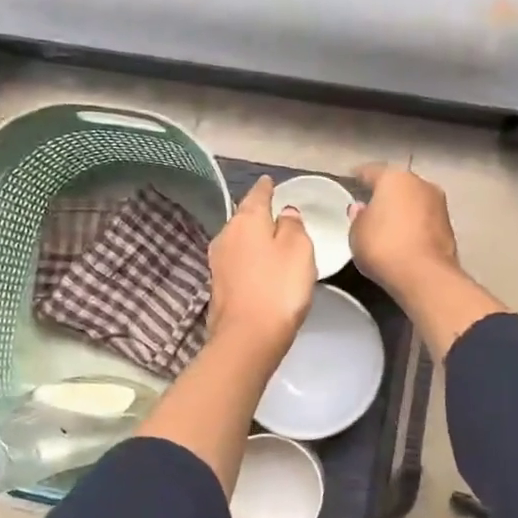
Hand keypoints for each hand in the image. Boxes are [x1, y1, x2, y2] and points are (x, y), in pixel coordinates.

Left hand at [206, 176, 315, 359]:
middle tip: (276, 211)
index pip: (257, 194)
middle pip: (244, 217)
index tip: (269, 181)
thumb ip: (293, 226)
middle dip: (258, 213)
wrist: (247, 337)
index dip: (266, 187)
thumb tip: (285, 213)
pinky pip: (237, 261)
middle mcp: (226, 235)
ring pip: (239, 239)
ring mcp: (218, 261)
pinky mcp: (218, 285)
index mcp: (246, 220)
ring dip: (253, 238)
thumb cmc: (278, 287)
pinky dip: (249, 259)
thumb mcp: (299, 249)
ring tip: (270, 239)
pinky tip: (259, 266)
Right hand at [350, 163, 460, 297]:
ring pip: (414, 201)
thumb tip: (362, 208)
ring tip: (386, 224)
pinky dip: (414, 225)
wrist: (425, 276)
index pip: (371, 171)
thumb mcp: (357, 233)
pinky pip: (424, 219)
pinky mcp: (449, 226)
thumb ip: (358, 217)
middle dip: (385, 193)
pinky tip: (403, 237)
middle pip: (397, 184)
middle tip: (369, 205)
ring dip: (402, 209)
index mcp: (394, 178)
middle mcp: (421, 183)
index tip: (351, 181)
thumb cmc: (383, 246)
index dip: (359, 176)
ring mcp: (439, 204)